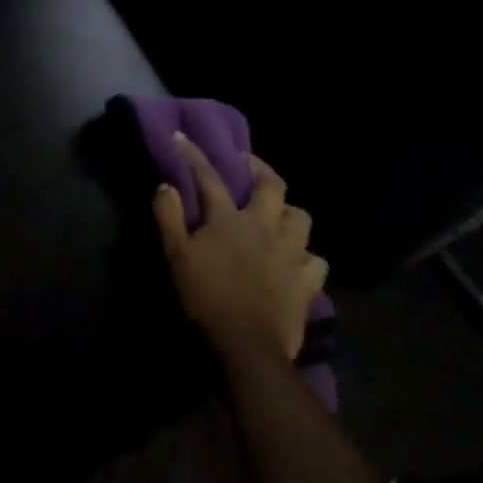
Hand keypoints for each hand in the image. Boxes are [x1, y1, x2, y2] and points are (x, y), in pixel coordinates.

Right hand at [153, 134, 326, 364]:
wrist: (246, 346)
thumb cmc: (205, 297)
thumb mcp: (176, 256)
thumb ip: (169, 217)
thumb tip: (166, 186)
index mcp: (230, 219)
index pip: (209, 177)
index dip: (194, 155)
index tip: (181, 137)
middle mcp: (266, 227)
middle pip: (272, 186)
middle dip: (259, 168)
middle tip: (247, 164)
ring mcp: (292, 253)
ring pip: (301, 217)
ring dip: (288, 211)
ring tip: (277, 214)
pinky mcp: (308, 281)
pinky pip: (316, 259)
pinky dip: (307, 255)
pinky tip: (297, 260)